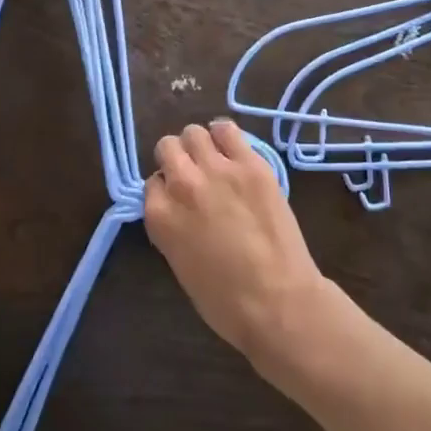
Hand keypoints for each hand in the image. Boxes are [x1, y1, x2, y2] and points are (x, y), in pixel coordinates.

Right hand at [145, 122, 333, 366]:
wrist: (278, 301)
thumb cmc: (226, 301)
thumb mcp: (181, 265)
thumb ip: (173, 227)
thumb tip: (179, 209)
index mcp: (160, 216)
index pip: (152, 182)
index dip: (166, 188)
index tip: (178, 198)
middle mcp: (183, 184)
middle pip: (168, 147)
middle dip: (177, 158)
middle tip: (194, 173)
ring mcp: (218, 169)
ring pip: (194, 133)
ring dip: (199, 144)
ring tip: (213, 158)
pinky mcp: (251, 163)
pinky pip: (228, 129)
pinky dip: (225, 135)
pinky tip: (232, 148)